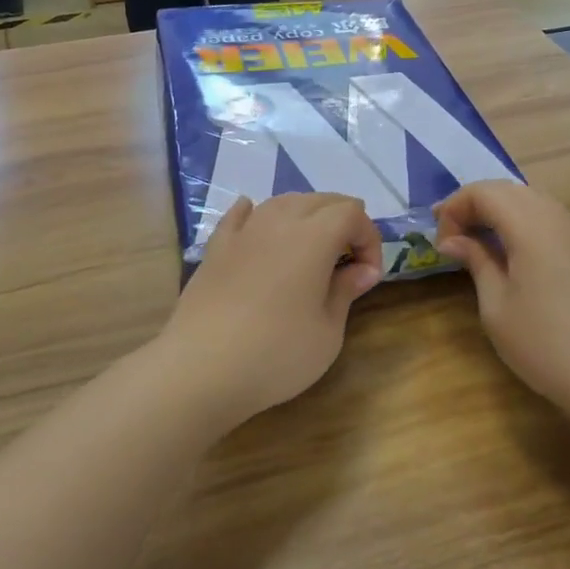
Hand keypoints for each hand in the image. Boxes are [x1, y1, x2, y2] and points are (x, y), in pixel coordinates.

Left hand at [156, 194, 382, 429]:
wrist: (201, 368)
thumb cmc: (276, 354)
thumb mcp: (327, 332)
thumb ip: (345, 291)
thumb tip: (362, 270)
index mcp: (313, 237)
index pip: (352, 214)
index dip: (369, 239)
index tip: (368, 276)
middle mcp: (278, 221)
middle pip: (320, 200)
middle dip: (343, 222)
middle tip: (347, 261)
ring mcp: (243, 232)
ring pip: (282, 202)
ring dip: (305, 216)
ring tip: (311, 249)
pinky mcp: (215, 248)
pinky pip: (240, 216)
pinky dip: (256, 214)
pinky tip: (256, 220)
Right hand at [435, 182, 569, 413]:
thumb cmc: (545, 343)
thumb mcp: (497, 306)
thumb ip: (476, 261)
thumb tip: (453, 239)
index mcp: (530, 225)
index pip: (484, 192)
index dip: (454, 207)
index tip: (440, 241)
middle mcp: (557, 218)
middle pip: (508, 190)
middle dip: (474, 204)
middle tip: (451, 235)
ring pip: (532, 201)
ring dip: (499, 213)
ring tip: (477, 242)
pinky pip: (549, 220)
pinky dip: (522, 225)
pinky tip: (512, 255)